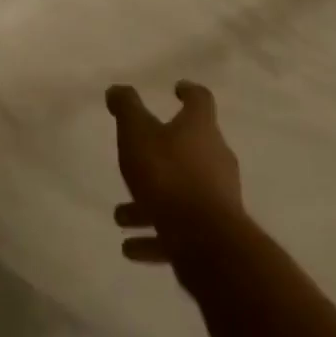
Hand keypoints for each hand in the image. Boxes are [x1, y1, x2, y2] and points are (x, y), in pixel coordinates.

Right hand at [107, 81, 242, 265]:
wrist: (205, 243)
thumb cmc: (168, 175)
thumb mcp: (137, 133)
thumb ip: (126, 108)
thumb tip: (117, 90)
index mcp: (200, 128)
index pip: (200, 100)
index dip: (188, 92)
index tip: (177, 89)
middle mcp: (216, 158)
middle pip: (191, 148)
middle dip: (161, 153)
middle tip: (137, 158)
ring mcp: (218, 198)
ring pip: (181, 192)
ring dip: (151, 201)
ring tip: (121, 215)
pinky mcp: (214, 236)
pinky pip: (180, 230)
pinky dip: (156, 236)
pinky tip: (131, 247)